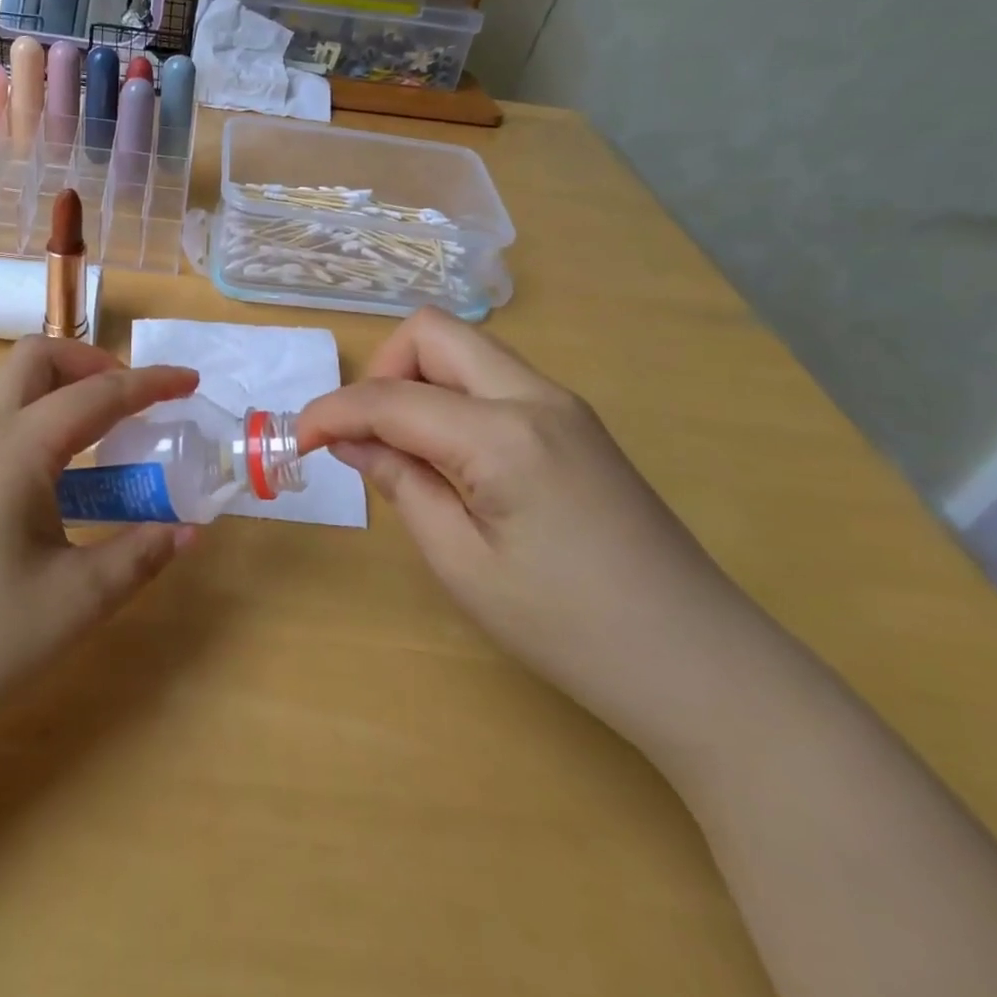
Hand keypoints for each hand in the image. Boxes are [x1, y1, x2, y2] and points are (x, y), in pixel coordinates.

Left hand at [0, 337, 199, 762]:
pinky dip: (34, 419)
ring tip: (103, 437)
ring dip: (59, 389)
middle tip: (133, 403)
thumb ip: (139, 554)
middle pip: (35, 359)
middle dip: (92, 363)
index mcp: (13, 450)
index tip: (191, 381)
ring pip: (7, 387)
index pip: (96, 394)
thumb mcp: (74, 602)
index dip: (150, 383)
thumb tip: (188, 530)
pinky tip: (55, 478)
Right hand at [298, 309, 762, 755]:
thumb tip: (350, 441)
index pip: (392, 397)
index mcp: (503, 434)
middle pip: (434, 333)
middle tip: (364, 436)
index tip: (296, 441)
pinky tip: (450, 460)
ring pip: (466, 351)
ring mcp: (563, 405)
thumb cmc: (569, 629)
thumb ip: (401, 484)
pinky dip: (451, 400)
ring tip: (404, 453)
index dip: (332, 412)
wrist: (700, 664)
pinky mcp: (576, 424)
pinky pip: (493, 381)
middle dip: (382, 371)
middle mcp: (535, 396)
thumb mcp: (463, 565)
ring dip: (417, 383)